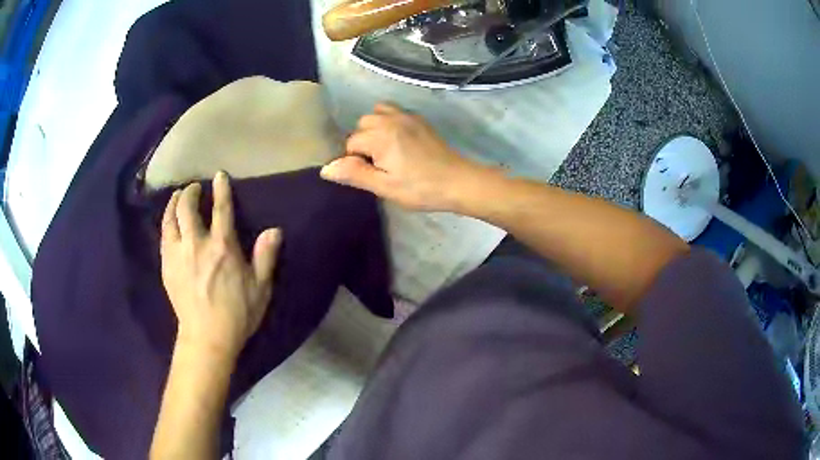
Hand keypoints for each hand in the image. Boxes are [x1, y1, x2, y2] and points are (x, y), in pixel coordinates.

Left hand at [160, 171, 281, 359]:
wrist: (207, 338)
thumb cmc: (237, 314)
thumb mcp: (260, 288)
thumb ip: (265, 257)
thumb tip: (274, 230)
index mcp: (222, 247)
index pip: (221, 209)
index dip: (221, 189)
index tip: (219, 176)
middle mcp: (196, 244)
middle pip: (187, 208)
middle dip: (190, 192)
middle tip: (194, 189)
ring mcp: (178, 255)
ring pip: (170, 219)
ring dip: (173, 204)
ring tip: (177, 198)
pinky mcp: (167, 267)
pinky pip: (163, 236)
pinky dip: (166, 223)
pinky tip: (169, 223)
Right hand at [320, 103, 484, 210]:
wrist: (458, 181)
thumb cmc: (420, 189)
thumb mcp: (385, 187)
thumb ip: (354, 174)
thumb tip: (325, 168)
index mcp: (380, 137)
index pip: (351, 143)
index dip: (356, 161)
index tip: (373, 175)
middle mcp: (391, 119)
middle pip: (361, 125)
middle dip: (363, 143)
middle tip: (379, 165)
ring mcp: (406, 116)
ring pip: (375, 114)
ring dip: (374, 129)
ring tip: (385, 150)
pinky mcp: (418, 119)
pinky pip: (393, 110)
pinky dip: (387, 120)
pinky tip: (397, 139)